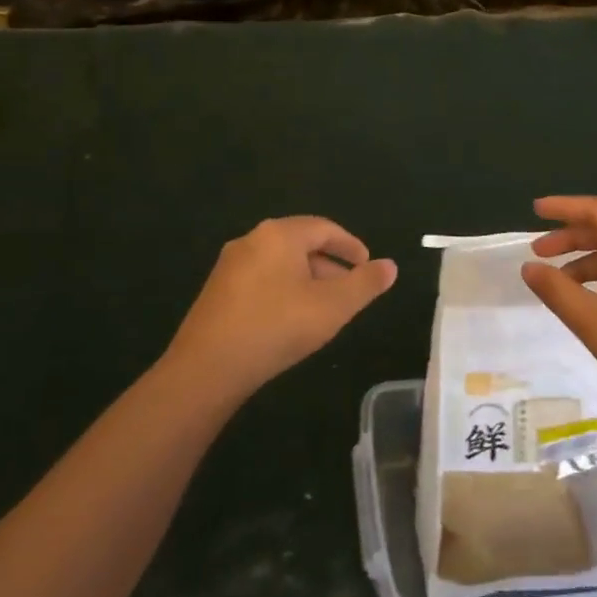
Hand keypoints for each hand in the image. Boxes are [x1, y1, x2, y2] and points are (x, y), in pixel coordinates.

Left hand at [166, 217, 396, 400]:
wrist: (207, 368)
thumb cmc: (276, 327)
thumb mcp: (332, 307)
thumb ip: (365, 284)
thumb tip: (390, 266)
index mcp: (279, 234)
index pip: (324, 228)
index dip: (351, 246)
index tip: (367, 265)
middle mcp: (252, 240)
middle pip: (300, 243)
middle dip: (329, 265)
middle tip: (350, 290)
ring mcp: (230, 265)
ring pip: (280, 263)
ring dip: (307, 280)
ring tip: (324, 309)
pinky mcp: (217, 291)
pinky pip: (260, 279)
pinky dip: (284, 290)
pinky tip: (290, 320)